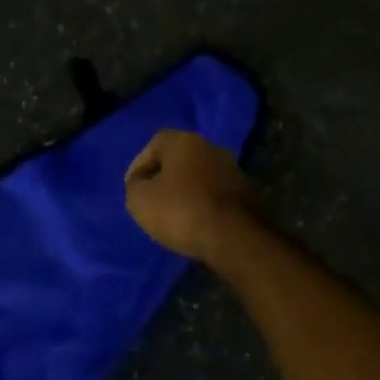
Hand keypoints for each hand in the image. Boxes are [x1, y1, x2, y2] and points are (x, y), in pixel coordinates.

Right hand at [123, 130, 255, 262]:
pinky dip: (202, 205)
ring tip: (172, 215)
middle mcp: (212, 148)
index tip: (133, 188)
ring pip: (199, 177)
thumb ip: (135, 185)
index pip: (154, 144)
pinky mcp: (246, 194)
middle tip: (151, 200)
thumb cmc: (180, 211)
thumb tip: (141, 181)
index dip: (139, 166)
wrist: (232, 237)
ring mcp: (233, 170)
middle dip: (163, 178)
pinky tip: (195, 222)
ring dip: (184, 192)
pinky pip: (214, 195)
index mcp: (185, 141)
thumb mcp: (139, 199)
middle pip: (179, 160)